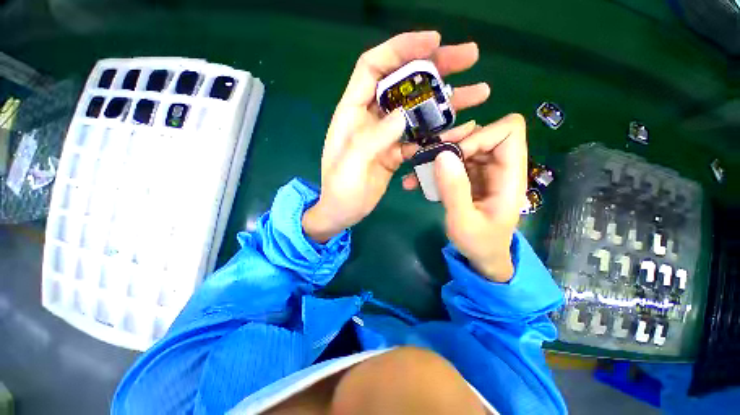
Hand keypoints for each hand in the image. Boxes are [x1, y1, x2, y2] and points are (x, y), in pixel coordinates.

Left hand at [303, 31, 490, 242]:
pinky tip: (462, 130)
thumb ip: (373, 138)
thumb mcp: (351, 164)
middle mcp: (371, 118)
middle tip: (470, 58)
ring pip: (417, 111)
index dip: (401, 49)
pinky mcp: (396, 152)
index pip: (374, 67)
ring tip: (478, 93)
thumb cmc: (340, 190)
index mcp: (352, 112)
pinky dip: (440, 133)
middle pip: (403, 84)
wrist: (343, 211)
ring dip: (446, 101)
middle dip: (435, 68)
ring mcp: (386, 136)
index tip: (434, 41)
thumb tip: (403, 115)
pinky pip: (420, 138)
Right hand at [402, 114, 527, 281]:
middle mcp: (498, 166)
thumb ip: (454, 190)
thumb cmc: (479, 243)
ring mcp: (482, 171)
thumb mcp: (463, 221)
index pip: (508, 131)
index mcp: (509, 175)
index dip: (479, 136)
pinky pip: (450, 162)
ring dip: (437, 154)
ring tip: (416, 171)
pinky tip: (416, 182)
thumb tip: (442, 154)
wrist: (482, 256)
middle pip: (480, 133)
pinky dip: (433, 168)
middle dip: (450, 141)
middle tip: (426, 157)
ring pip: (461, 145)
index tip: (453, 155)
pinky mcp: (468, 177)